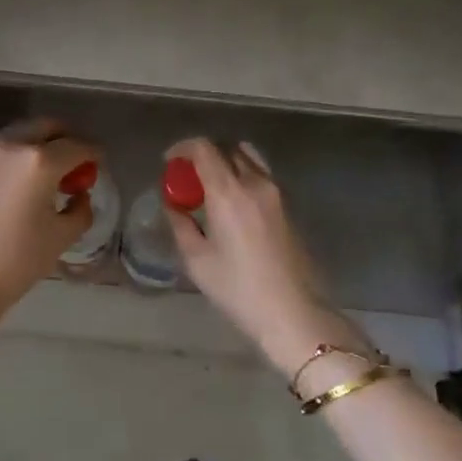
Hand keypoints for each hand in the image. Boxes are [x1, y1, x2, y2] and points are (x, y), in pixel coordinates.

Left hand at [0, 119, 100, 335]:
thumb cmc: (18, 259)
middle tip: (77, 163)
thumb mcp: (61, 236)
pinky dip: (21, 157)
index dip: (94, 153)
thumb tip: (79, 196)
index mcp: (39, 161)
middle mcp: (12, 146)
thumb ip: (80, 209)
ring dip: (41, 145)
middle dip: (66, 139)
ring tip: (52, 174)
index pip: (77, 146)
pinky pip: (4, 152)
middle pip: (46, 127)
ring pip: (22, 135)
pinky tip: (26, 184)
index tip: (100, 163)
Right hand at [166, 138, 369, 375]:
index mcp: (229, 192)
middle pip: (228, 148)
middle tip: (187, 177)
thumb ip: (181, 224)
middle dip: (203, 155)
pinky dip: (241, 176)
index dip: (183, 148)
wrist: (292, 312)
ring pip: (248, 159)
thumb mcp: (197, 259)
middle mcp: (255, 183)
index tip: (169, 162)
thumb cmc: (238, 288)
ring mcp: (276, 193)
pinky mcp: (287, 207)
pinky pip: (260, 176)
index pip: (204, 148)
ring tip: (210, 188)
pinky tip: (231, 204)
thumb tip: (173, 205)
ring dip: (226, 163)